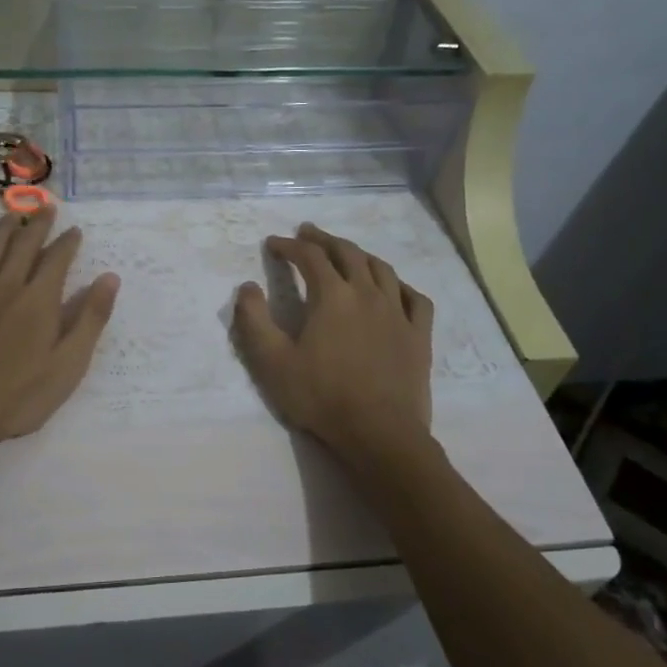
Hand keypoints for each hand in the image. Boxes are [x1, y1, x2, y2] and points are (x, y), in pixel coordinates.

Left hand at [0, 205, 119, 450]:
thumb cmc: (20, 395)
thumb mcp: (69, 363)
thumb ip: (91, 318)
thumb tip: (110, 277)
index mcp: (39, 298)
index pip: (57, 258)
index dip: (68, 241)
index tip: (74, 230)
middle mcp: (5, 284)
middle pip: (23, 244)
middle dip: (37, 224)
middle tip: (45, 208)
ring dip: (2, 228)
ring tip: (11, 215)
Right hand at [232, 222, 433, 461]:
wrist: (379, 433)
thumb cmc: (321, 397)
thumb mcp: (272, 362)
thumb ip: (254, 320)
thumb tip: (247, 287)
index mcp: (332, 296)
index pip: (309, 257)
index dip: (289, 246)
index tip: (274, 244)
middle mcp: (367, 293)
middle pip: (347, 253)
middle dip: (324, 239)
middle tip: (308, 233)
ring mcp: (398, 313)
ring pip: (381, 269)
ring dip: (360, 255)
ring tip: (347, 253)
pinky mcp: (419, 335)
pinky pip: (415, 298)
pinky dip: (401, 286)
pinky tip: (394, 288)